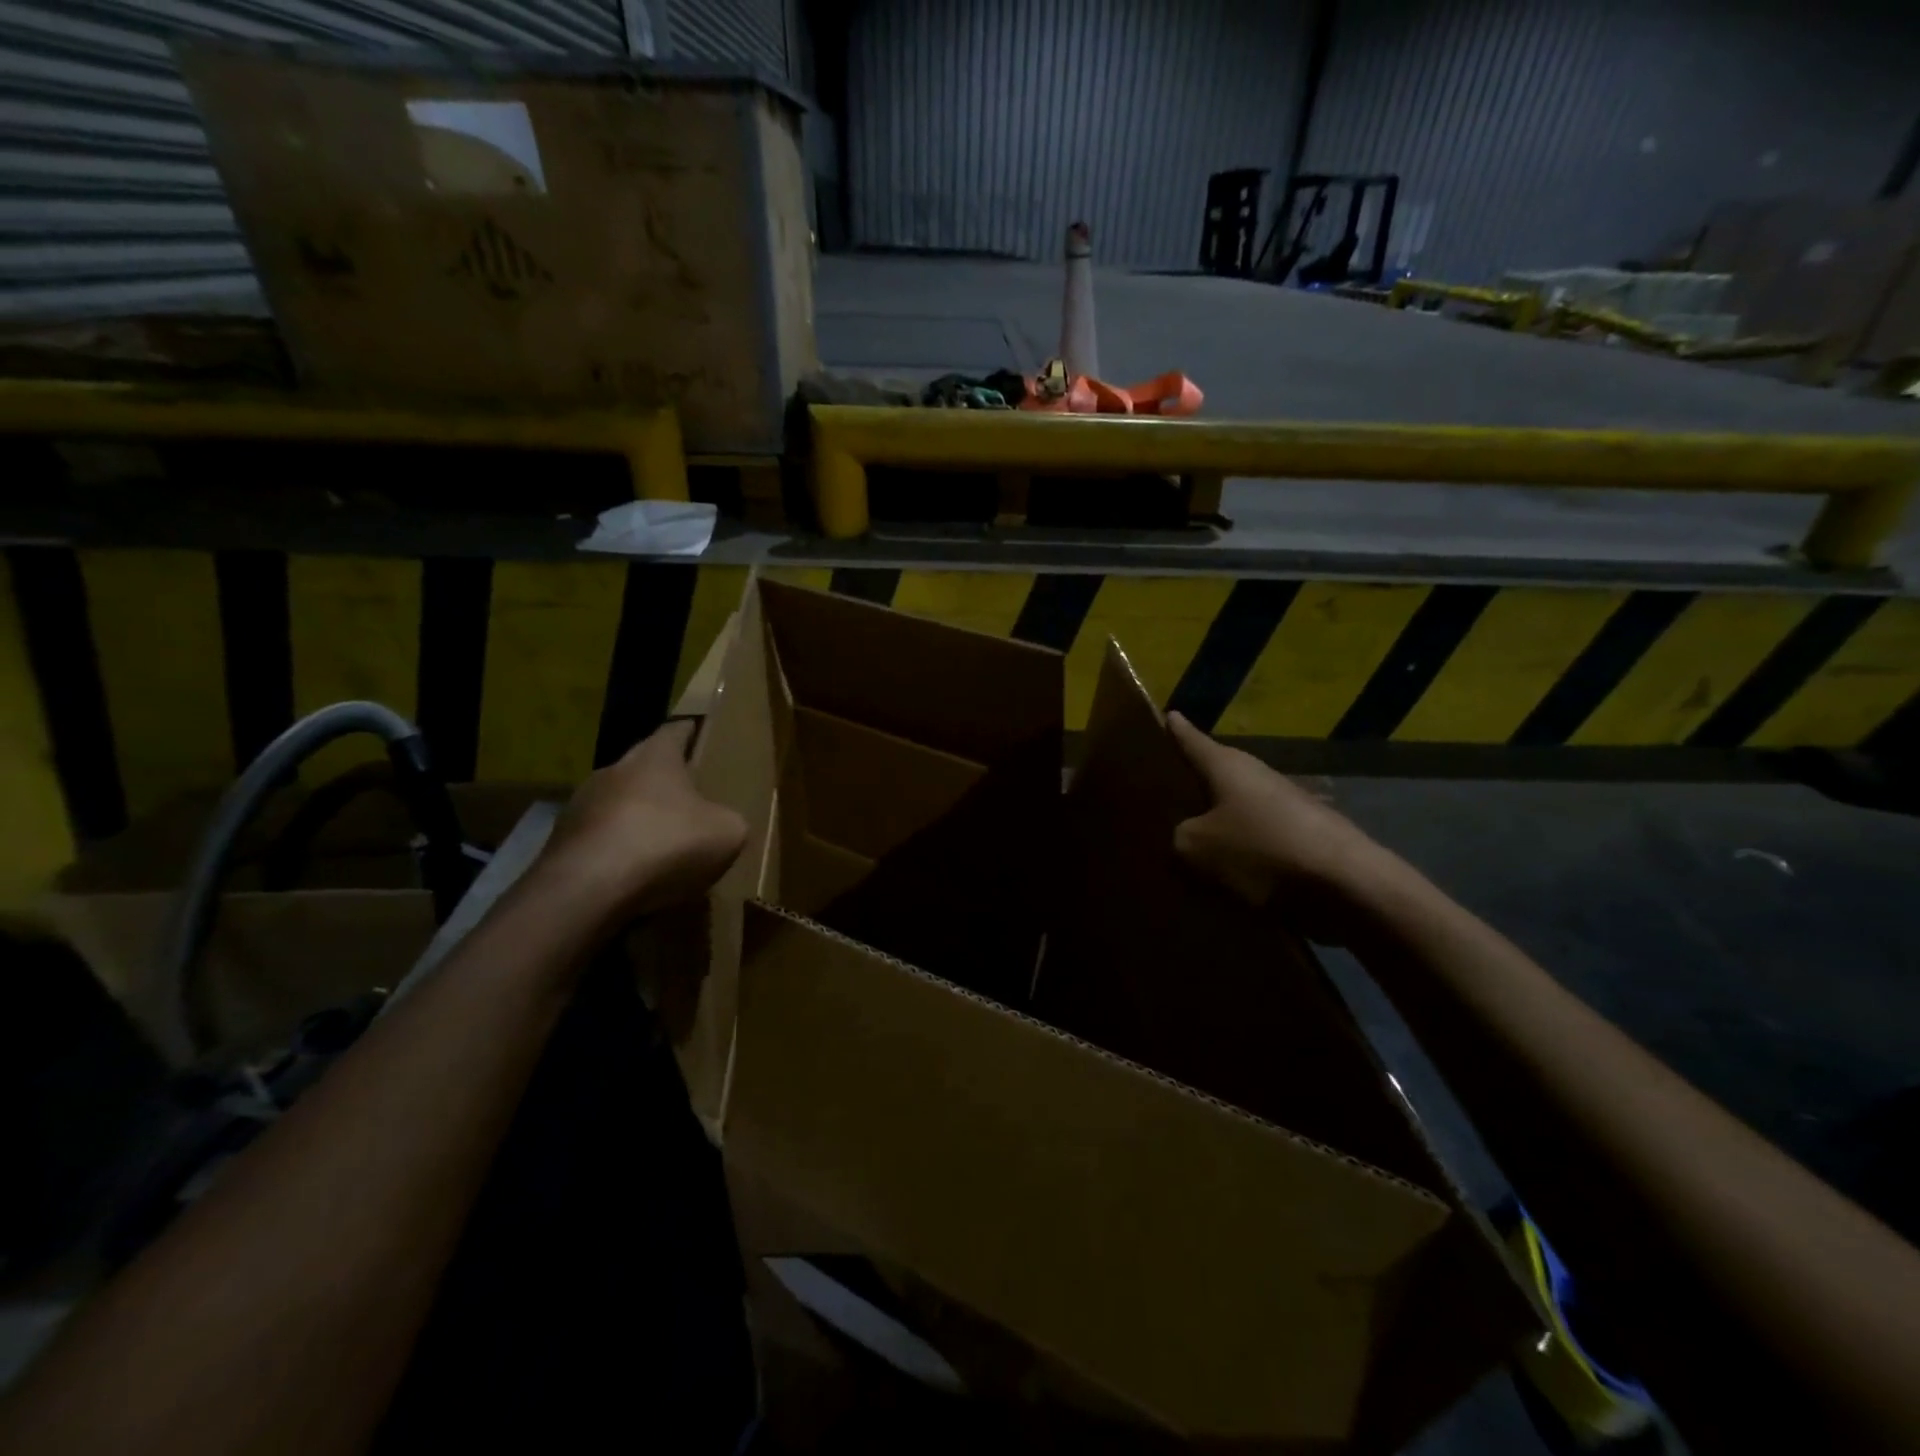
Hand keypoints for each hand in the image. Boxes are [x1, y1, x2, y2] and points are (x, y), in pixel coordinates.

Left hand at [535, 720, 747, 924]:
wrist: (586, 889)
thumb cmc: (665, 843)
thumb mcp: (727, 833)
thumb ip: (729, 820)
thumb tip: (721, 823)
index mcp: (655, 756)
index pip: (676, 729)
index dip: (692, 731)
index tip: (703, 735)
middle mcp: (614, 770)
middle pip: (644, 768)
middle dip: (666, 783)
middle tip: (691, 801)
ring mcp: (580, 806)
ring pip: (618, 805)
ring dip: (638, 820)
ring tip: (662, 846)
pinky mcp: (561, 843)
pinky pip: (600, 841)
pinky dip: (617, 853)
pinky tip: (633, 877)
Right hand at [1167, 711, 1394, 941]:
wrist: (1348, 887)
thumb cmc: (1262, 852)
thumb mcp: (1196, 848)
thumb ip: (1178, 838)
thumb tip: (1183, 838)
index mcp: (1227, 765)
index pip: (1191, 739)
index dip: (1175, 729)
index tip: (1166, 714)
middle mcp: (1257, 776)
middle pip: (1215, 774)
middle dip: (1190, 782)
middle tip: (1159, 792)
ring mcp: (1286, 806)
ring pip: (1237, 809)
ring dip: (1216, 822)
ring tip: (1187, 842)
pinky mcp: (1304, 838)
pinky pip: (1258, 839)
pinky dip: (1241, 851)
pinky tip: (1226, 875)